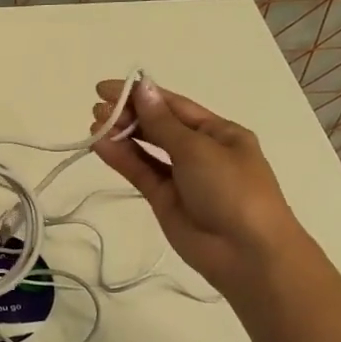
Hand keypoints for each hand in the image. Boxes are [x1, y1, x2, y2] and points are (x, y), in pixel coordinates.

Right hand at [90, 78, 295, 293]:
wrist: (247, 253)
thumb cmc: (232, 190)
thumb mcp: (198, 149)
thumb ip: (162, 122)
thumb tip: (142, 88)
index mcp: (219, 132)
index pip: (174, 106)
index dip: (142, 94)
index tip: (107, 88)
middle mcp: (200, 151)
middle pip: (158, 126)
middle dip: (129, 114)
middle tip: (97, 108)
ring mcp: (182, 177)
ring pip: (146, 150)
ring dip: (122, 135)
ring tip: (94, 124)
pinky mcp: (164, 200)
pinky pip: (141, 173)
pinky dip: (122, 158)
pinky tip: (100, 145)